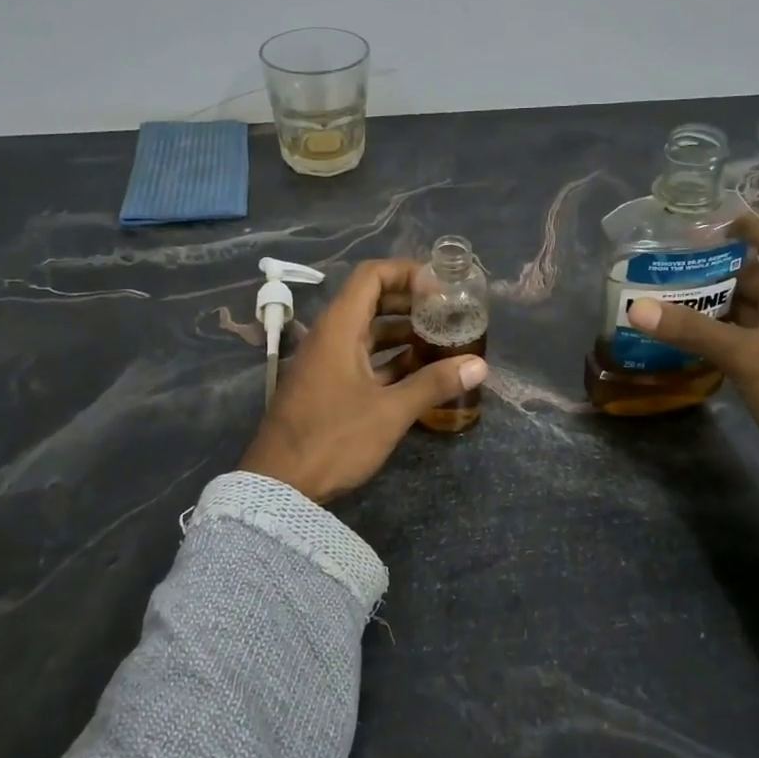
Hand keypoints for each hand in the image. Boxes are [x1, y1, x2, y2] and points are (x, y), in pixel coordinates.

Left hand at [239, 259, 488, 503]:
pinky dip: (389, 358)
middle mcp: (330, 336)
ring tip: (441, 340)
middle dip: (410, 302)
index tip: (439, 285)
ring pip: (368, 332)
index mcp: (339, 327)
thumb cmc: (334, 438)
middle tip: (448, 311)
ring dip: (402, 332)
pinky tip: (419, 372)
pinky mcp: (327, 386)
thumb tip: (479, 365)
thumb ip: (434, 383)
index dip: (406, 272)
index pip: (371, 276)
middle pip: (371, 301)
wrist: (279, 485)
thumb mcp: (390, 411)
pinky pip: (362, 358)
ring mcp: (326, 362)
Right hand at [625, 212, 758, 530]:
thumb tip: (637, 308)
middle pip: (747, 268)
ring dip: (703, 302)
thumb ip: (692, 330)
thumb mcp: (747, 355)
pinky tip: (675, 337)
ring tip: (653, 298)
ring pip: (740, 304)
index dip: (733, 219)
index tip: (685, 224)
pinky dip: (712, 333)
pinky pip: (740, 335)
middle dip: (702, 266)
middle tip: (652, 266)